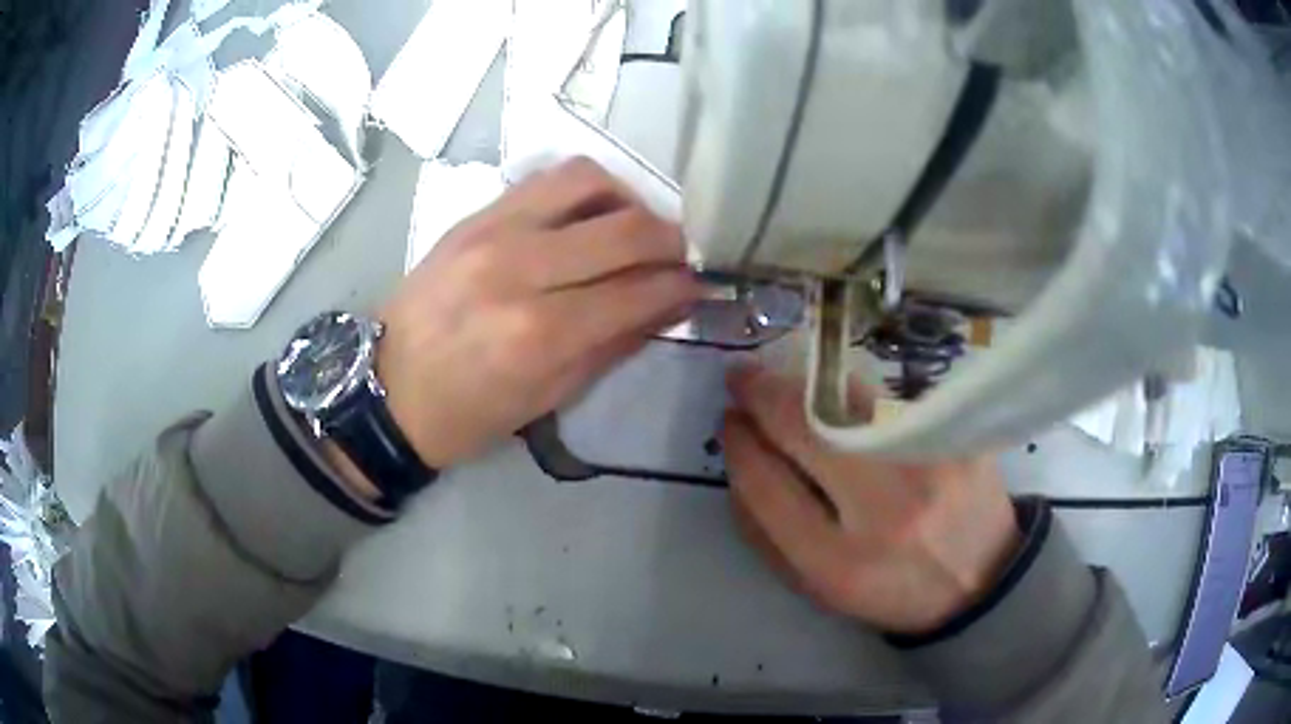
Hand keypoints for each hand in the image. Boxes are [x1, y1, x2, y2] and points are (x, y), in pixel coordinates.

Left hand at [376, 158, 701, 469]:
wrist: (387, 388)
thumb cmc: (468, 413)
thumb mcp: (550, 398)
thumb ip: (616, 343)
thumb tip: (670, 303)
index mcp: (540, 334)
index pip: (639, 290)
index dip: (683, 286)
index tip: (701, 286)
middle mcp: (521, 270)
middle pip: (626, 228)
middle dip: (671, 240)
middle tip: (681, 256)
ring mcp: (493, 231)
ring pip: (588, 181)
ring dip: (630, 200)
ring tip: (636, 227)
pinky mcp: (475, 215)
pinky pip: (546, 180)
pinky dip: (586, 190)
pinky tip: (592, 214)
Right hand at [721, 364, 1020, 633]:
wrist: (980, 579)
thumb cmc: (888, 589)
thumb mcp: (818, 585)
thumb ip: (766, 530)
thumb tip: (739, 456)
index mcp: (838, 564)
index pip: (767, 487)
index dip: (740, 446)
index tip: (729, 422)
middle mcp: (886, 508)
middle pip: (806, 428)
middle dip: (762, 394)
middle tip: (742, 379)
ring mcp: (927, 462)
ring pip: (847, 399)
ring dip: (806, 385)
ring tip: (789, 385)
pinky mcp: (957, 434)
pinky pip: (888, 398)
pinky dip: (854, 394)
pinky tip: (845, 399)